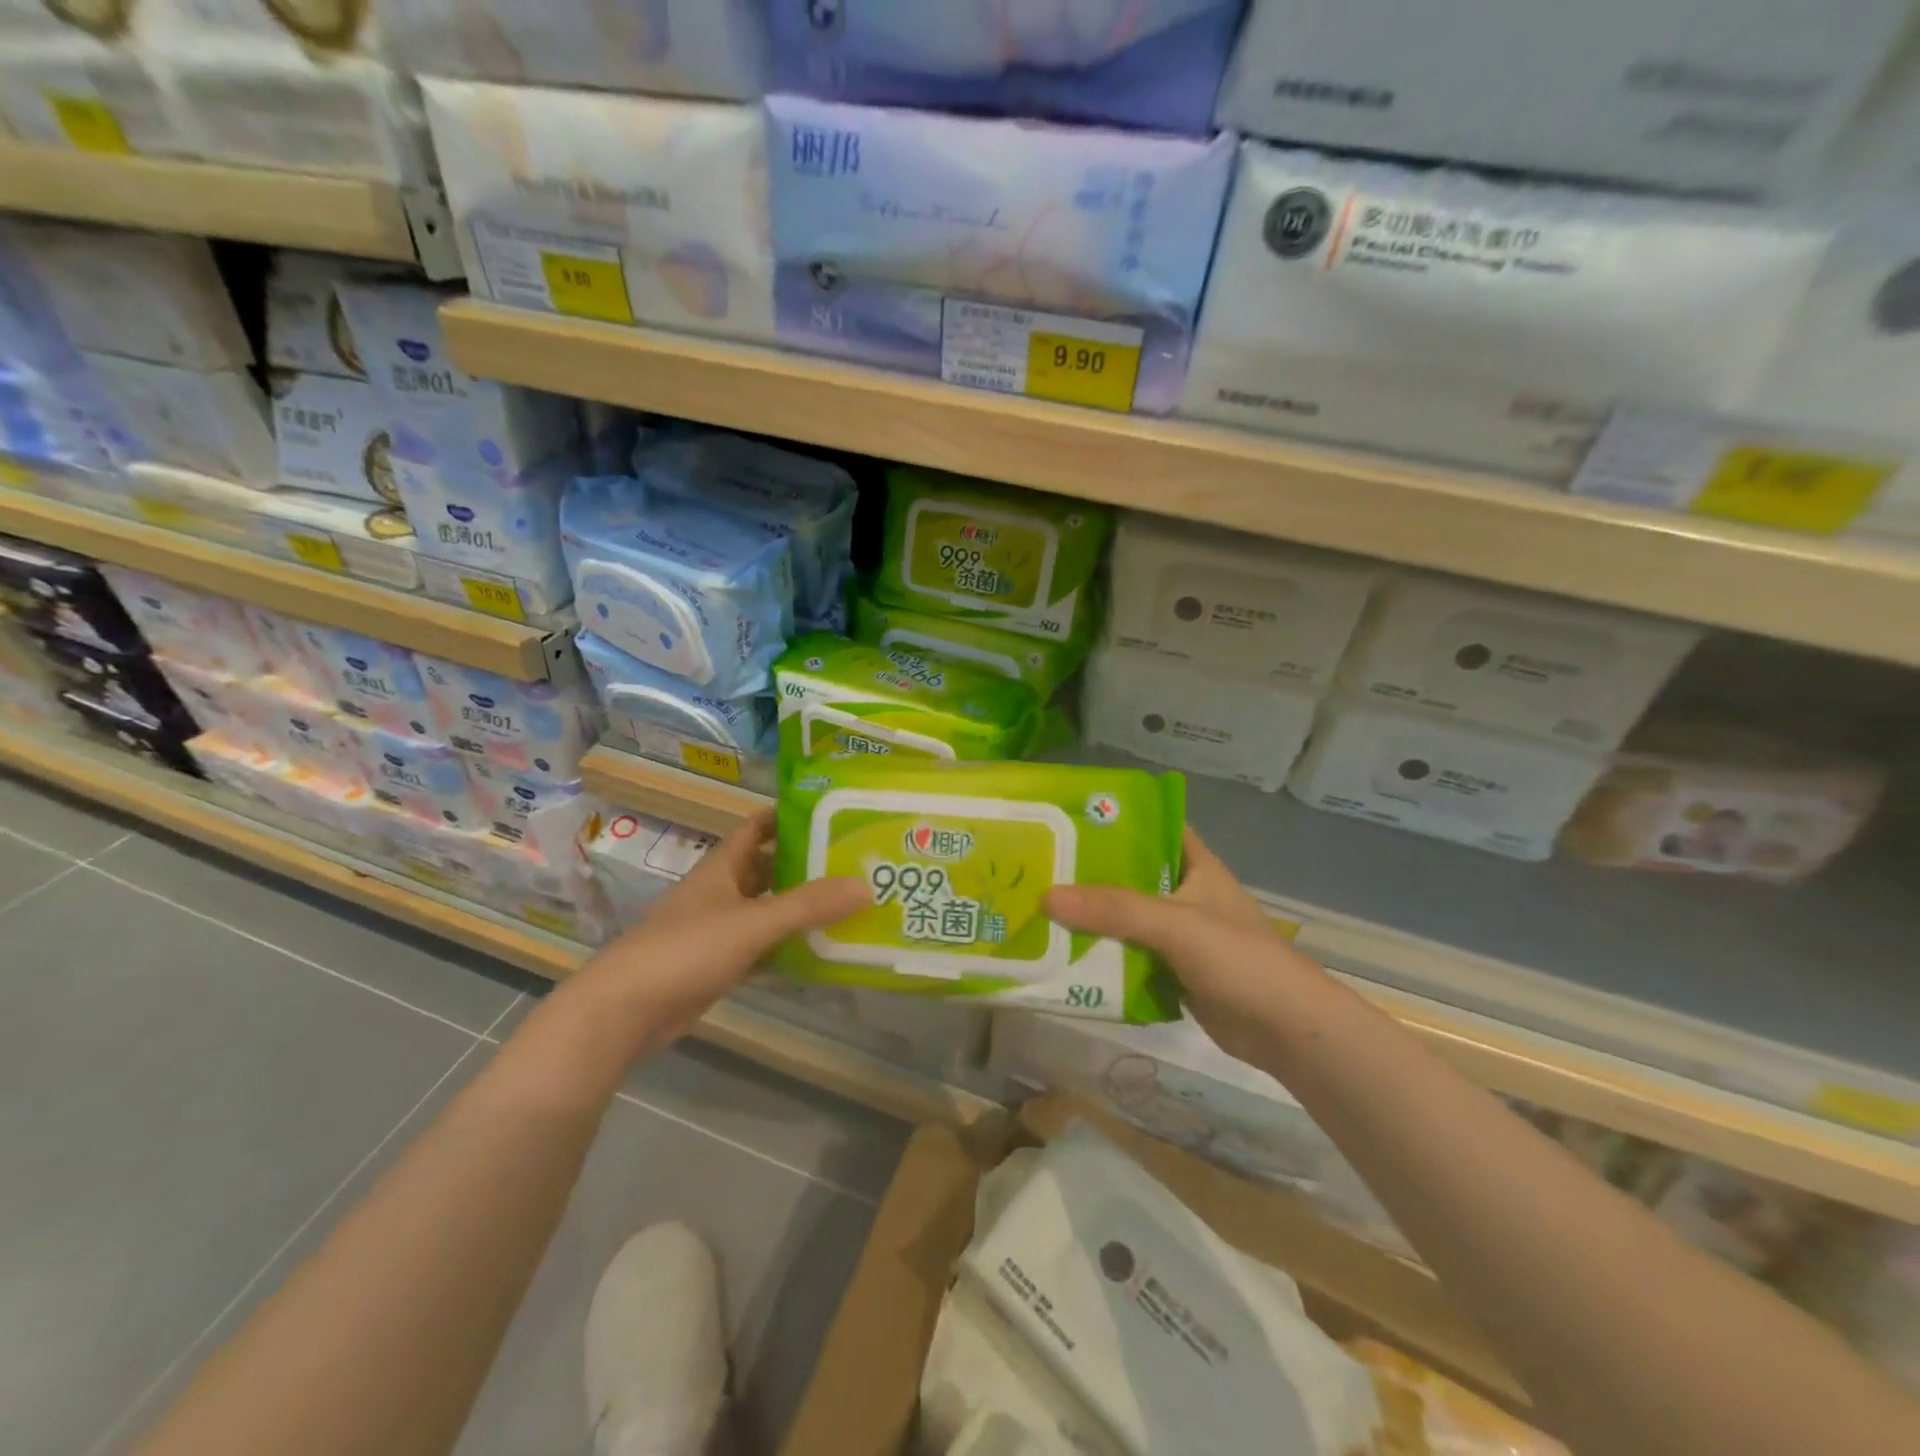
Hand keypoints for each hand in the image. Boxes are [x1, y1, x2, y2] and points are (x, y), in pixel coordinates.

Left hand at [572, 810, 867, 1054]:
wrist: (625, 1011)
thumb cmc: (687, 949)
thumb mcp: (753, 923)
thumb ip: (809, 905)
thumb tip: (867, 886)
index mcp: (723, 867)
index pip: (758, 827)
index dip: (789, 816)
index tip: (832, 814)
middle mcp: (721, 891)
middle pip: (768, 868)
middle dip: (806, 865)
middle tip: (854, 864)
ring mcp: (718, 929)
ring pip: (767, 910)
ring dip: (800, 909)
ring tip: (849, 906)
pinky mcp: (718, 965)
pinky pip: (762, 948)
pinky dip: (787, 949)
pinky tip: (819, 954)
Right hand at [1043, 828, 1324, 1069]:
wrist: (1287, 1032)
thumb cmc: (1239, 960)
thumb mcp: (1175, 924)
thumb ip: (1115, 909)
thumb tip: (1046, 896)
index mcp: (1195, 865)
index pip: (1153, 825)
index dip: (1115, 817)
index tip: (1067, 815)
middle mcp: (1185, 893)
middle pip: (1130, 873)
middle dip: (1089, 871)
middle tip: (1038, 864)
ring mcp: (1179, 934)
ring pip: (1126, 916)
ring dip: (1092, 916)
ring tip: (1039, 906)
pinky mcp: (1173, 970)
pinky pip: (1130, 953)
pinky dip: (1103, 953)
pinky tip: (1065, 952)